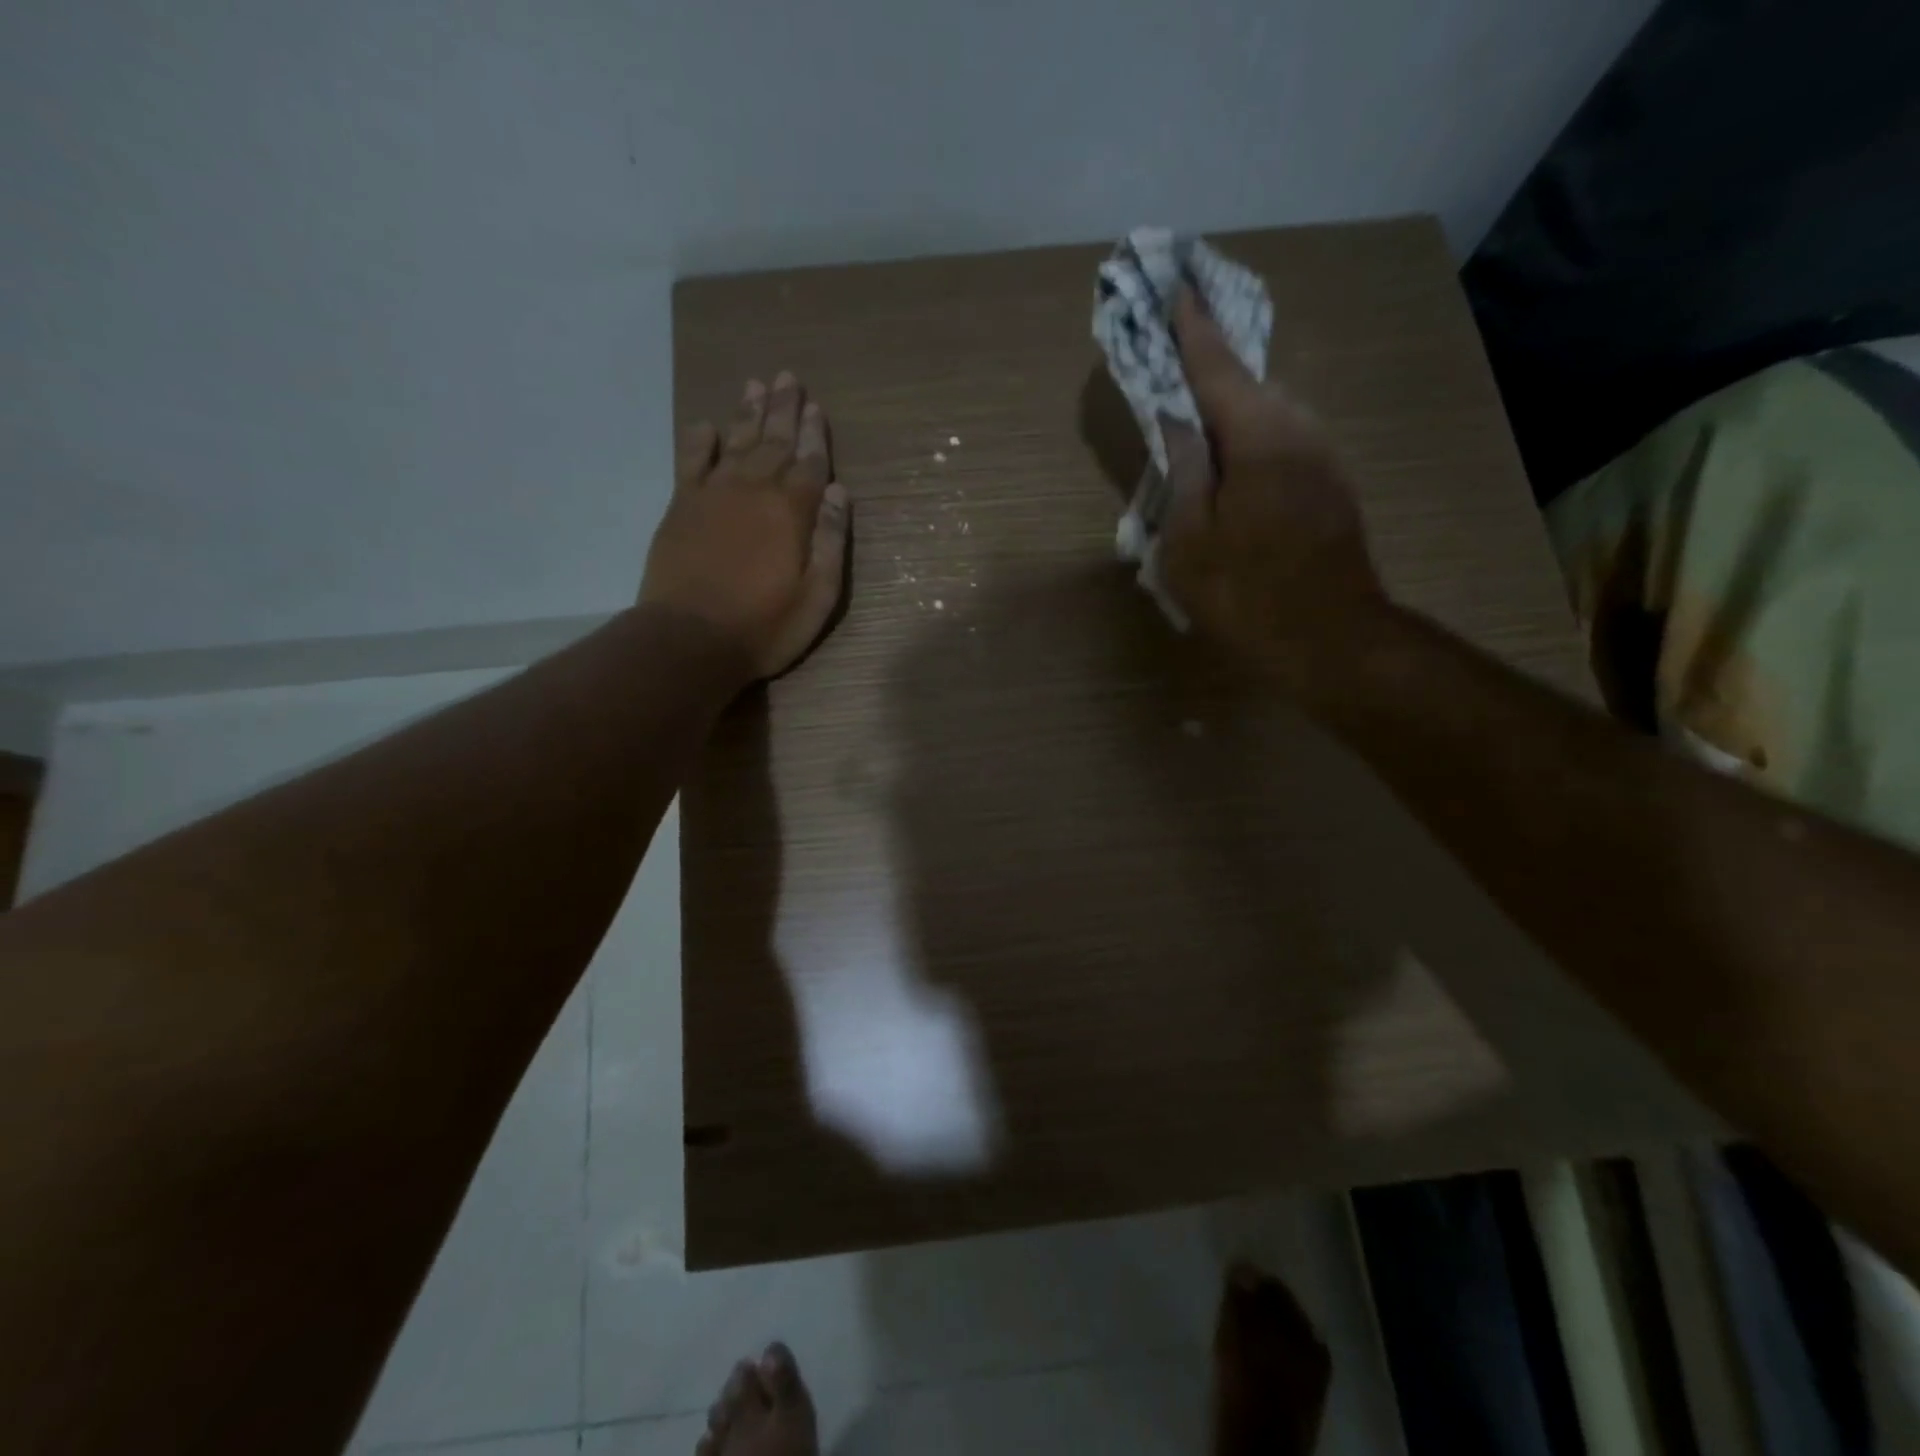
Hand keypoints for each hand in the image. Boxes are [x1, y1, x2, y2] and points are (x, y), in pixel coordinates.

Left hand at [641, 372, 850, 680]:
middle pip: (773, 442)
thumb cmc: (763, 626)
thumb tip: (838, 491)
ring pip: (735, 442)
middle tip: (789, 377)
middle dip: (784, 410)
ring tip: (757, 385)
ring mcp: (713, 495)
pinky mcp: (681, 507)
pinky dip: (699, 440)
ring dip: (748, 413)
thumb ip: (830, 541)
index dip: (815, 436)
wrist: (689, 639)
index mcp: (790, 511)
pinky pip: (691, 461)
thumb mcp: (816, 596)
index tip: (817, 408)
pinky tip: (706, 425)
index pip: (809, 463)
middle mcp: (753, 490)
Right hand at [1161, 291, 1384, 678]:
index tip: (1175, 287)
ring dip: (1234, 405)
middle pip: (1249, 384)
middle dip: (1212, 367)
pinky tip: (1234, 462)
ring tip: (1200, 414)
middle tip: (1177, 354)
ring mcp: (1322, 458)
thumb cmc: (1246, 593)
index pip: (1216, 367)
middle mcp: (1298, 431)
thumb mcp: (1189, 539)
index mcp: (1258, 437)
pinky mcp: (1331, 486)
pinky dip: (1254, 436)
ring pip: (1270, 413)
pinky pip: (1284, 441)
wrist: (1331, 640)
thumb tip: (1180, 421)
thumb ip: (1184, 471)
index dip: (1191, 330)